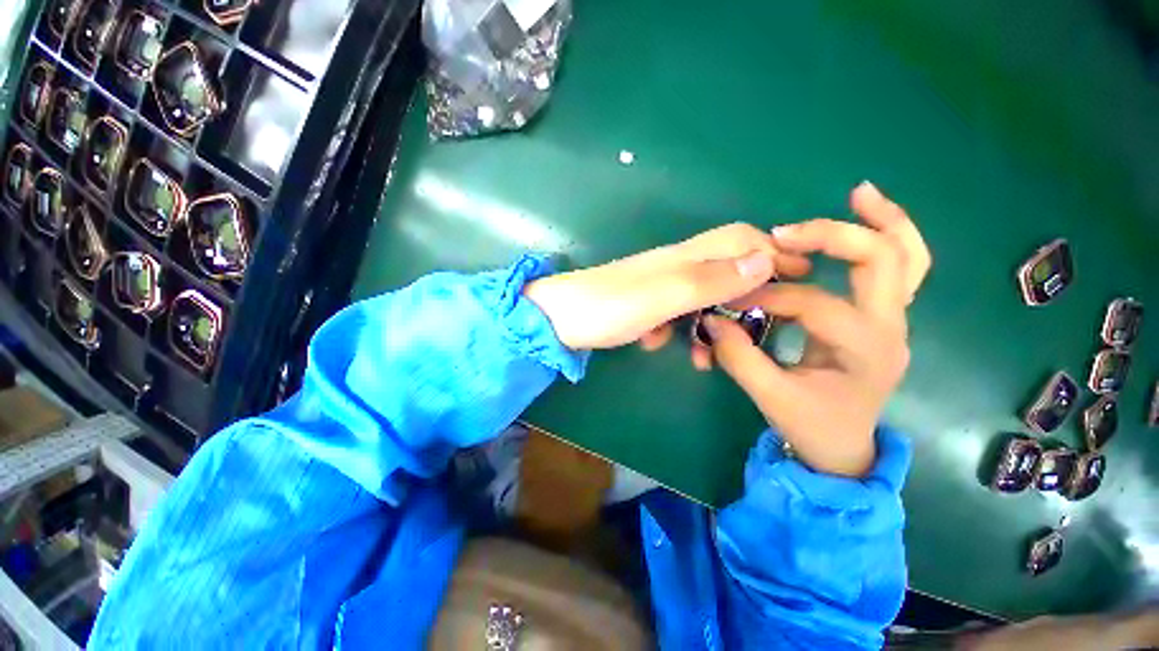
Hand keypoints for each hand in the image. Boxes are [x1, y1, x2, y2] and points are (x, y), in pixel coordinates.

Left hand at [523, 223, 810, 350]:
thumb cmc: (608, 307)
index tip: (799, 277)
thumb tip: (765, 258)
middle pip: (724, 270)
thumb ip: (712, 279)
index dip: (771, 253)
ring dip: (707, 324)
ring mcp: (656, 286)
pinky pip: (672, 314)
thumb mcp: (665, 295)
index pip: (740, 240)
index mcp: (684, 258)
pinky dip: (674, 331)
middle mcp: (674, 266)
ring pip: (699, 299)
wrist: (558, 320)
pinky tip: (657, 344)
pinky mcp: (642, 305)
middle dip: (743, 297)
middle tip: (755, 328)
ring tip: (704, 356)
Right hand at [704, 182, 930, 477]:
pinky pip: (901, 269)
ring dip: (885, 221)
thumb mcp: (770, 397)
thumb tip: (713, 319)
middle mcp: (890, 328)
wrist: (843, 447)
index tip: (734, 300)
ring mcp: (893, 320)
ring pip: (908, 257)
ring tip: (859, 193)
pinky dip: (889, 236)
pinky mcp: (883, 317)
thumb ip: (738, 357)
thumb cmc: (811, 425)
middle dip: (834, 236)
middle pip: (884, 260)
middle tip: (786, 231)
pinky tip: (866, 216)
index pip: (815, 304)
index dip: (770, 296)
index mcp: (865, 351)